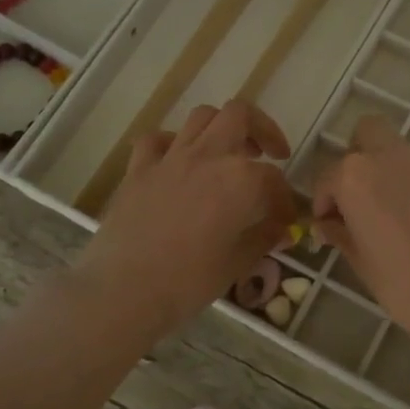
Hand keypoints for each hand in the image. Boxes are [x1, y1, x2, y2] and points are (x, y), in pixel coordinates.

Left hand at [77, 101, 298, 339]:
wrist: (123, 291)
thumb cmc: (189, 282)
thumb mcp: (238, 263)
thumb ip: (264, 237)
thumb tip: (281, 229)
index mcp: (240, 180)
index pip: (274, 179)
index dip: (285, 199)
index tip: (286, 219)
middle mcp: (208, 156)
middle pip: (240, 116)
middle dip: (262, 130)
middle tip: (270, 153)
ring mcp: (170, 158)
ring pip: (202, 117)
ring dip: (222, 128)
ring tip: (229, 152)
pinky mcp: (138, 169)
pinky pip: (157, 140)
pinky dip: (172, 143)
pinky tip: (178, 162)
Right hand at [310, 114, 409, 364]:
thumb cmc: (404, 285)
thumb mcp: (361, 262)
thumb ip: (340, 233)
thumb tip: (328, 225)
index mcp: (356, 177)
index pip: (328, 177)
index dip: (324, 202)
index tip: (328, 226)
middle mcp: (390, 157)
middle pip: (367, 132)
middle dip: (357, 156)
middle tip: (358, 196)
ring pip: (398, 150)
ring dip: (388, 169)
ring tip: (390, 211)